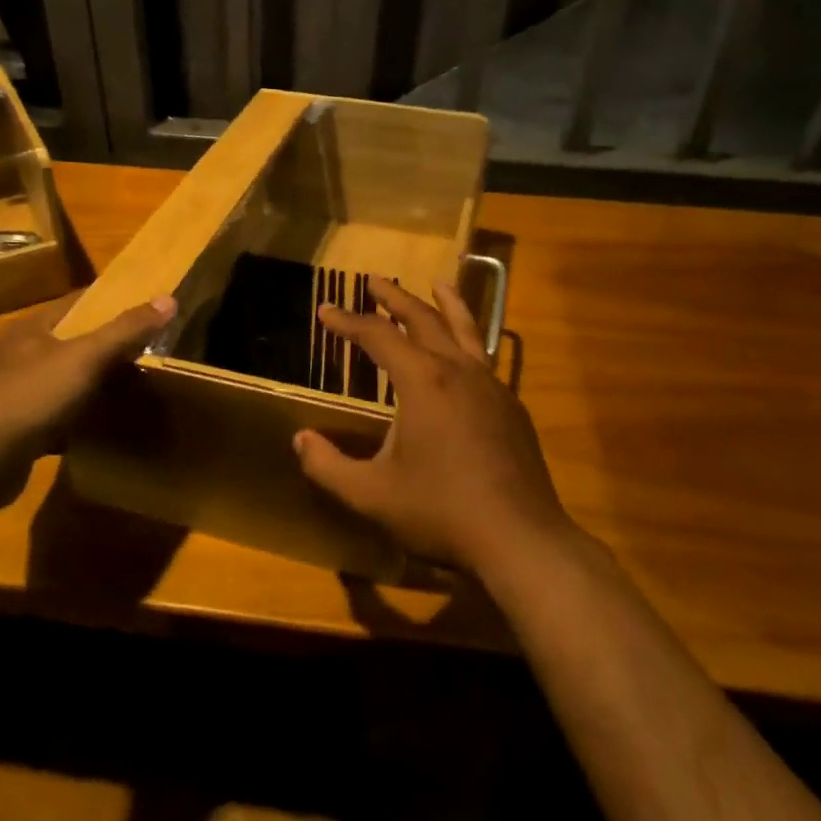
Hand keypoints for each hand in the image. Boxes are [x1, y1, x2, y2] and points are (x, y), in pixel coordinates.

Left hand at [0, 292, 175, 463]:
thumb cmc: (33, 395)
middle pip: (71, 343)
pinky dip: (79, 418)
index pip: (76, 304)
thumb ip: (126, 330)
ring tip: (131, 390)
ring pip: (64, 381)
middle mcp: (18, 355)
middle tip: (145, 354)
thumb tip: (169, 299)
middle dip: (105, 349)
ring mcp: (14, 393)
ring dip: (93, 386)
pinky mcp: (16, 428)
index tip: (142, 312)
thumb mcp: (86, 357)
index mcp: (31, 329)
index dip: (109, 304)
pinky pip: (56, 415)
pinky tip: (102, 427)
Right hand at [292, 278, 572, 576]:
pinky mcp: (511, 406)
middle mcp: (458, 370)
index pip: (378, 336)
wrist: (520, 539)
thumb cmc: (441, 512)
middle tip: (374, 281)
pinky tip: (465, 353)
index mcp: (422, 381)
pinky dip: (469, 340)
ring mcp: (491, 386)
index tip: (325, 311)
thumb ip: (328, 467)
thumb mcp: (372, 494)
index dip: (348, 321)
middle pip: (424, 319)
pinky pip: (484, 358)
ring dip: (446, 304)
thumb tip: (299, 440)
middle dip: (395, 298)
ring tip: (439, 282)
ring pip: (466, 330)